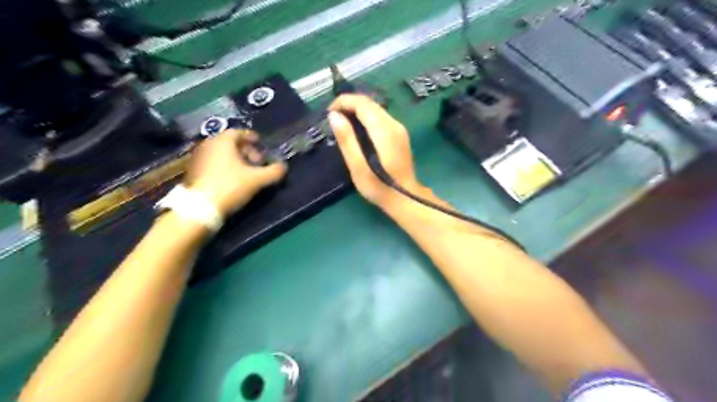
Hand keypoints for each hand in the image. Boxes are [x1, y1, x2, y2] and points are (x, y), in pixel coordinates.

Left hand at [183, 129, 286, 216]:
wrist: (201, 208)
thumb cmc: (231, 186)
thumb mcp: (258, 180)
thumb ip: (273, 171)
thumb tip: (283, 166)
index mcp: (223, 142)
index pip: (238, 132)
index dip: (251, 137)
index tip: (261, 144)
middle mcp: (208, 145)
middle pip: (229, 142)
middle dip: (245, 150)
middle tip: (256, 161)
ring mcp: (199, 158)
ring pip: (220, 153)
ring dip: (234, 159)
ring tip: (245, 172)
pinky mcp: (193, 171)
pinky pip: (213, 162)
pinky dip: (224, 166)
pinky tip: (232, 179)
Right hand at [329, 94, 421, 206]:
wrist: (405, 198)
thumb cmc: (379, 187)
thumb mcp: (358, 167)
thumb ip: (347, 140)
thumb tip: (334, 116)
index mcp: (384, 130)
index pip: (362, 104)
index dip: (343, 102)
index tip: (329, 113)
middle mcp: (394, 124)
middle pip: (370, 103)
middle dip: (349, 104)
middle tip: (333, 117)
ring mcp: (399, 129)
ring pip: (376, 109)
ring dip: (357, 110)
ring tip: (342, 122)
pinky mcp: (400, 135)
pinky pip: (381, 118)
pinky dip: (366, 117)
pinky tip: (358, 129)